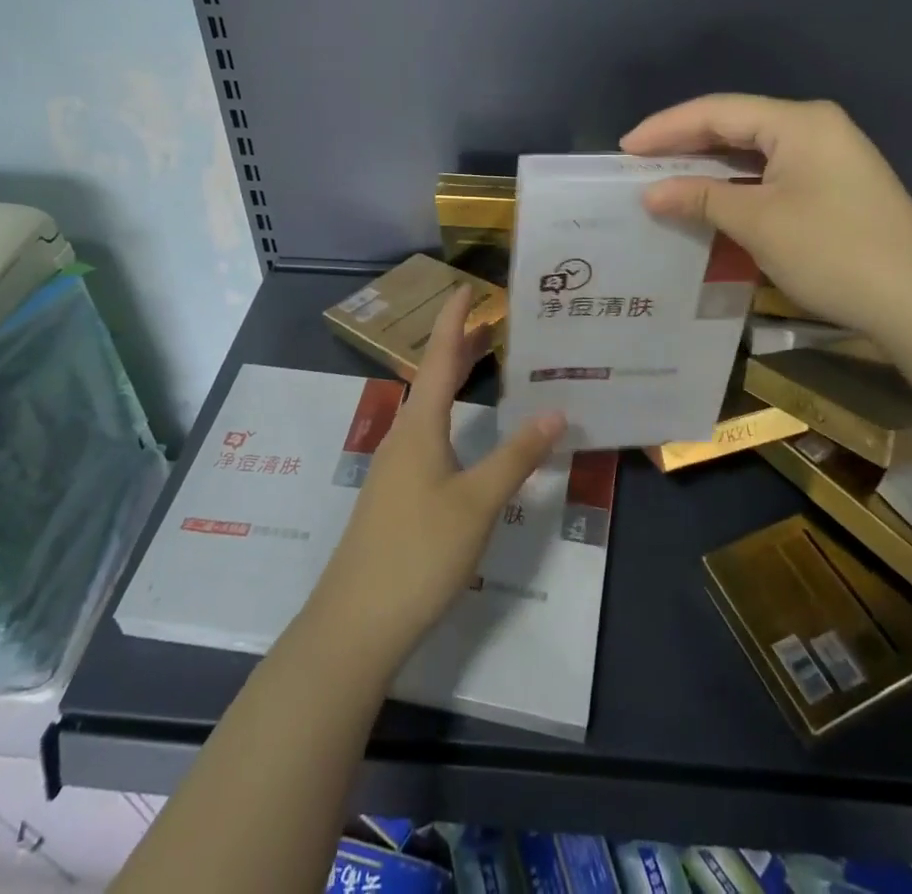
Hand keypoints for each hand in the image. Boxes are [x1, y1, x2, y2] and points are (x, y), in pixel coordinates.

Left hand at [305, 287, 566, 675]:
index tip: (466, 288)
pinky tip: (464, 434)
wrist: (355, 623)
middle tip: (490, 323)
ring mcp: (395, 468)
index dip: (454, 322)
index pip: (439, 358)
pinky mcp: (394, 496)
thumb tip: (555, 411)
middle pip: (433, 379)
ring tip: (482, 365)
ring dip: (453, 381)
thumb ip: (516, 457)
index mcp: (420, 427)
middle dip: (459, 348)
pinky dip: (450, 415)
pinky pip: (426, 436)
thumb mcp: (477, 503)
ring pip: (429, 409)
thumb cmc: (419, 553)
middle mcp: (403, 437)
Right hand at [620, 93, 911, 343]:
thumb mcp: (758, 223)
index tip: (624, 150)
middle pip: (736, 126)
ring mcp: (830, 157)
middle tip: (638, 165)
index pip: (717, 110)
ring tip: (664, 181)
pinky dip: (737, 185)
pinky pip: (772, 174)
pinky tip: (711, 200)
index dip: (666, 127)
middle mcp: (815, 128)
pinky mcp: (835, 187)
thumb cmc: (834, 252)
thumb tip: (650, 193)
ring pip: (754, 152)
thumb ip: (701, 199)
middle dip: (685, 144)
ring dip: (709, 167)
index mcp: (799, 122)